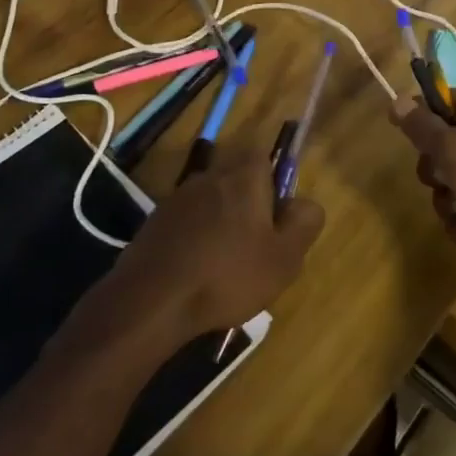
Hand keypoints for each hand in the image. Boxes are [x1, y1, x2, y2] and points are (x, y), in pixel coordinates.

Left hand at [110, 151, 323, 341]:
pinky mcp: (155, 223)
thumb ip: (304, 222)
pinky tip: (199, 272)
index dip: (274, 182)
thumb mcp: (285, 257)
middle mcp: (209, 176)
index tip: (277, 216)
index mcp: (243, 176)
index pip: (263, 154)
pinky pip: (188, 223)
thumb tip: (303, 203)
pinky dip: (197, 240)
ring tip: (227, 265)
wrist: (151, 301)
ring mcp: (177, 198)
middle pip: (236, 177)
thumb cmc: (227, 275)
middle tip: (257, 244)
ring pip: (211, 201)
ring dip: (221, 223)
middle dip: (249, 204)